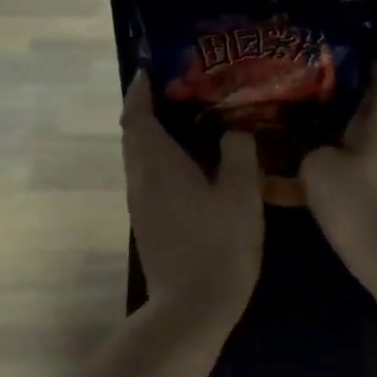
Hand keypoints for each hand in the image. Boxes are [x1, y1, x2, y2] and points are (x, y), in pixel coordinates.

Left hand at [123, 73, 262, 318]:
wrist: (192, 307)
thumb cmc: (219, 245)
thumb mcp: (242, 193)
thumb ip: (240, 152)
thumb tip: (234, 130)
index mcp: (159, 164)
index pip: (137, 114)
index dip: (140, 89)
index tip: (151, 68)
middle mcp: (141, 178)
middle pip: (134, 134)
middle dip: (148, 108)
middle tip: (181, 90)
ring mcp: (141, 204)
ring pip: (139, 157)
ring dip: (155, 134)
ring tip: (190, 121)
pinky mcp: (148, 223)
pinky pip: (149, 176)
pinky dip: (161, 159)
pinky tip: (192, 164)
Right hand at [300, 70, 376, 276]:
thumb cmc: (356, 202)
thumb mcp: (317, 168)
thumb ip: (308, 149)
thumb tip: (307, 147)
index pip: (375, 86)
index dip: (364, 68)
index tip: (347, 54)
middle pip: (362, 117)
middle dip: (336, 108)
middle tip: (303, 98)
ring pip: (357, 147)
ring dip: (334, 141)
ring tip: (301, 136)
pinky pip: (357, 174)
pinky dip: (338, 169)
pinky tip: (313, 176)